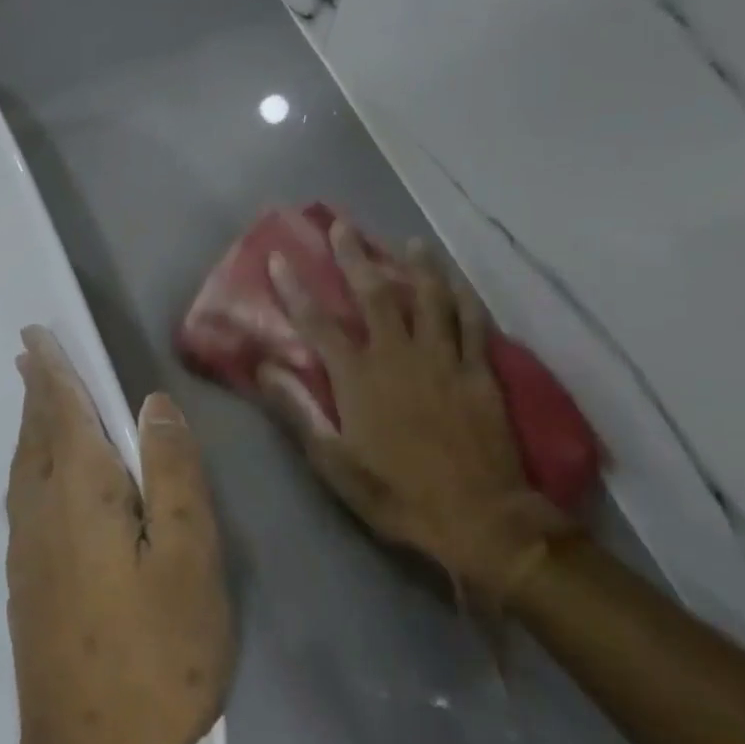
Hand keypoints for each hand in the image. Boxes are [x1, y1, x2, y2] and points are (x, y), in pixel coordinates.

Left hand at [3, 326, 232, 743]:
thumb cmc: (155, 659)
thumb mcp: (190, 562)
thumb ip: (172, 475)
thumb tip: (151, 403)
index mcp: (81, 495)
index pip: (63, 412)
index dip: (53, 370)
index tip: (35, 335)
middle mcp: (41, 512)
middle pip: (36, 433)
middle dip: (35, 389)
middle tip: (28, 353)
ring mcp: (26, 551)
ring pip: (24, 465)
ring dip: (29, 424)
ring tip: (34, 399)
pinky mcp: (24, 583)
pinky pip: (22, 496)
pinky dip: (29, 462)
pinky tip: (38, 475)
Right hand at [262, 221, 572, 602]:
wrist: (478, 518)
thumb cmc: (396, 493)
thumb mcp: (333, 463)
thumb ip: (298, 412)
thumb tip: (264, 369)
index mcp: (359, 378)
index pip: (318, 323)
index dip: (296, 289)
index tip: (280, 258)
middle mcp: (398, 356)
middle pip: (374, 294)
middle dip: (354, 256)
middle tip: (342, 225)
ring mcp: (443, 360)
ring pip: (429, 298)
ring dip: (416, 265)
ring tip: (407, 240)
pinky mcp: (479, 371)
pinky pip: (472, 323)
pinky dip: (464, 297)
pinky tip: (457, 280)